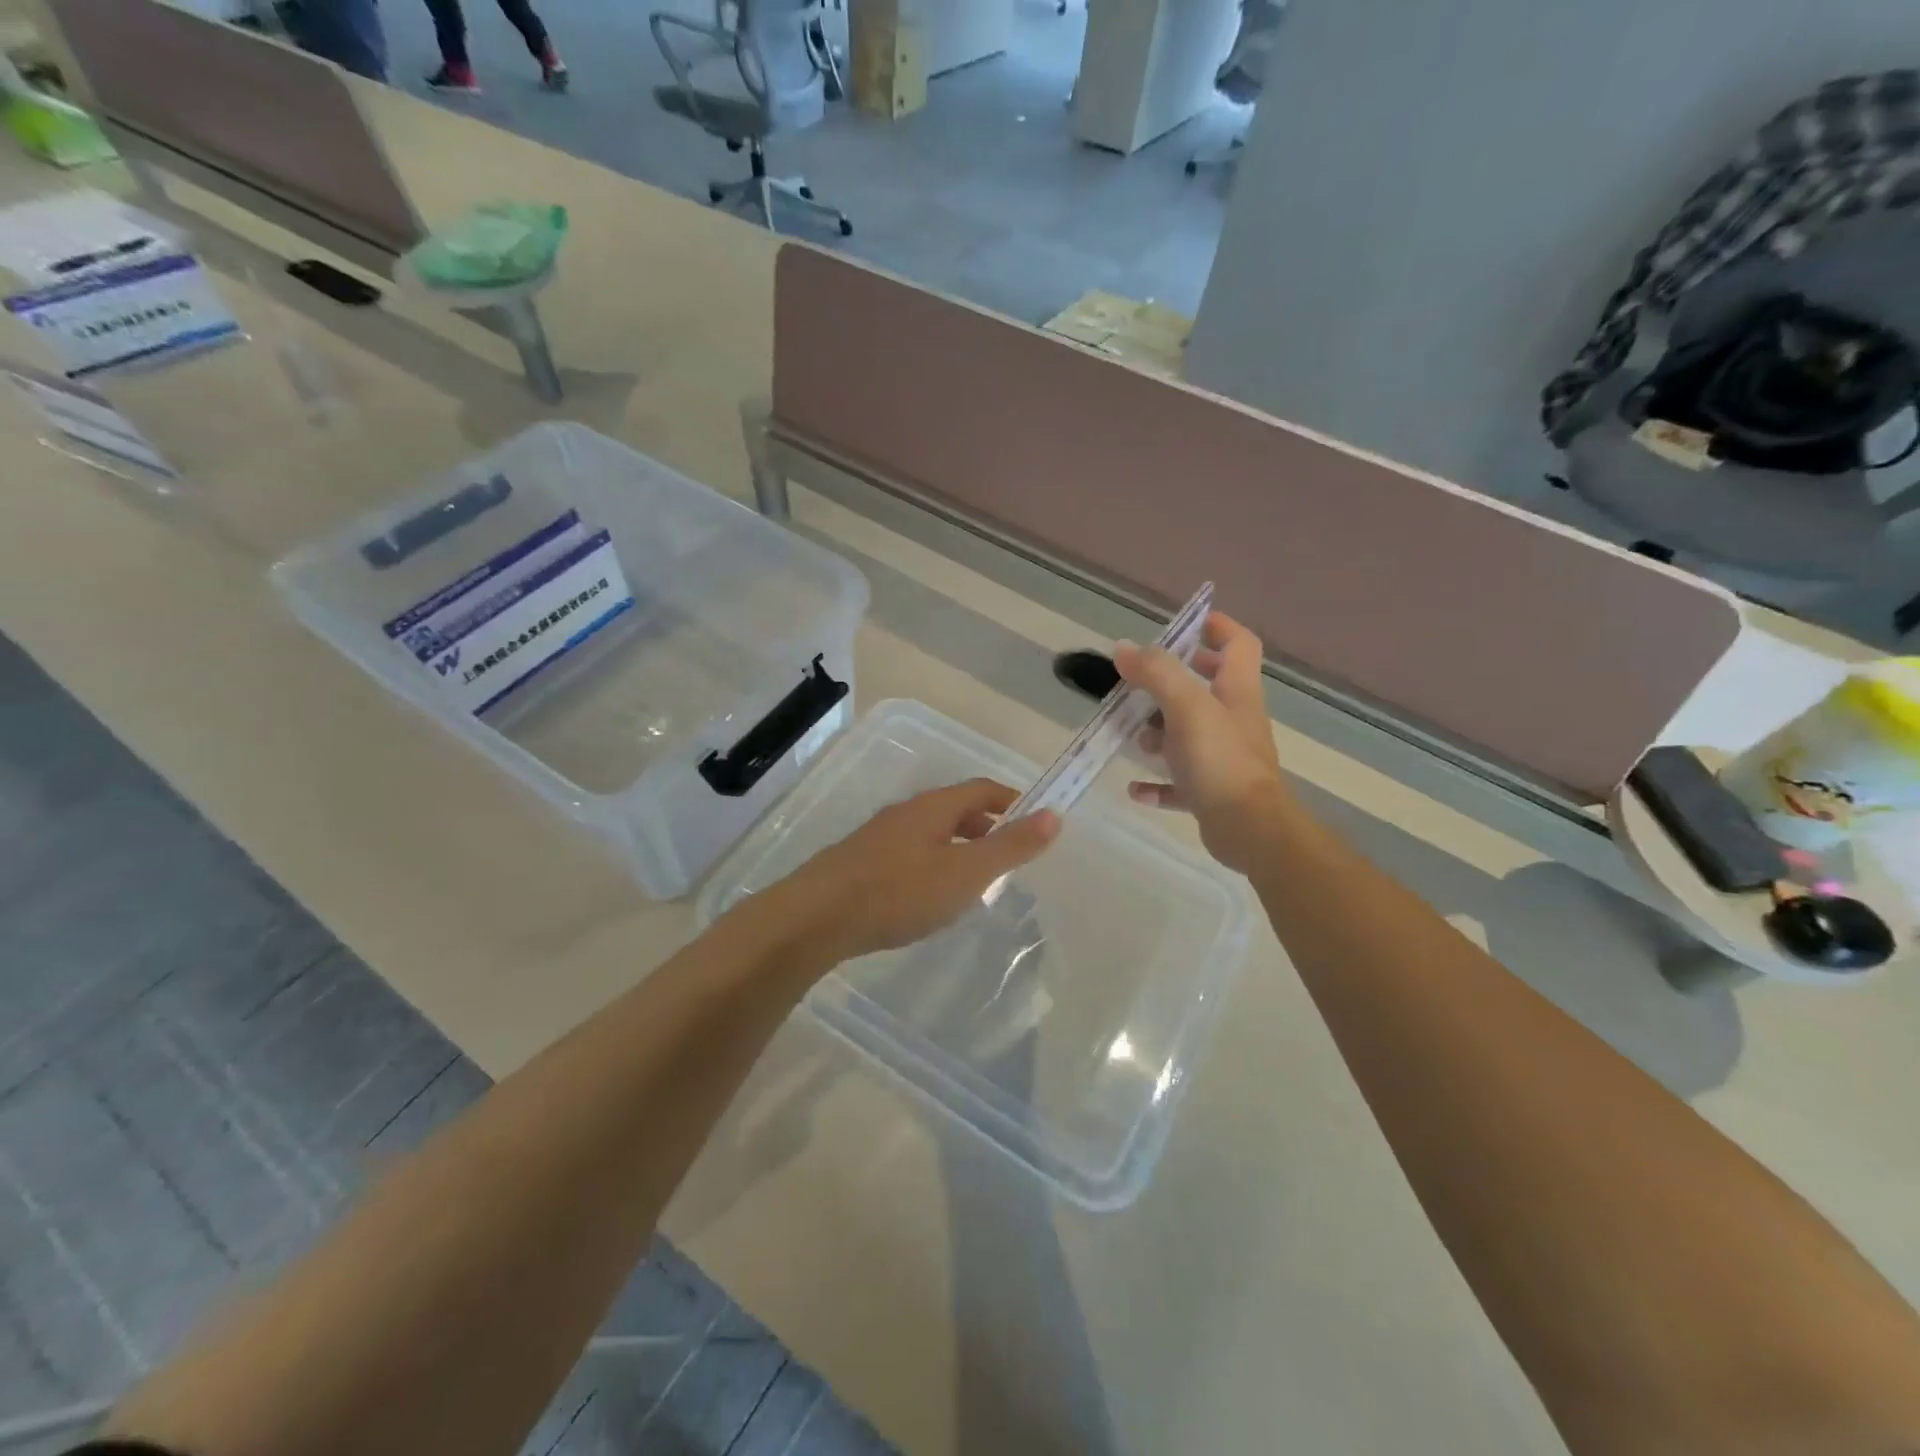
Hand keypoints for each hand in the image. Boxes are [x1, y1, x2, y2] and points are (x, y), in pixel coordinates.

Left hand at [774, 779, 1060, 962]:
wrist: (817, 916)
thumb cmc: (900, 892)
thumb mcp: (966, 872)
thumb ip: (1010, 846)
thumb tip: (1054, 814)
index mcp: (934, 807)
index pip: (982, 789)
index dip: (1012, 800)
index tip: (1035, 820)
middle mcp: (906, 813)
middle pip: (955, 808)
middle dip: (986, 826)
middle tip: (1009, 854)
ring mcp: (879, 837)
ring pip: (931, 832)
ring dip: (959, 846)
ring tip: (975, 878)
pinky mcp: (860, 862)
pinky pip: (909, 853)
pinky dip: (933, 864)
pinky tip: (929, 895)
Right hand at [1114, 611, 1289, 872]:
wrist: (1249, 829)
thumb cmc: (1220, 759)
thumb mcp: (1186, 706)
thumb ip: (1156, 673)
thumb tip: (1123, 649)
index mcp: (1236, 692)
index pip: (1238, 644)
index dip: (1217, 627)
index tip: (1184, 624)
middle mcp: (1233, 720)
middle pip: (1209, 688)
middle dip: (1173, 681)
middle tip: (1140, 682)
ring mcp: (1223, 758)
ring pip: (1189, 734)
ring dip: (1159, 732)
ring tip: (1134, 736)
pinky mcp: (1211, 793)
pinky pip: (1179, 782)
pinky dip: (1156, 782)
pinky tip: (1135, 787)